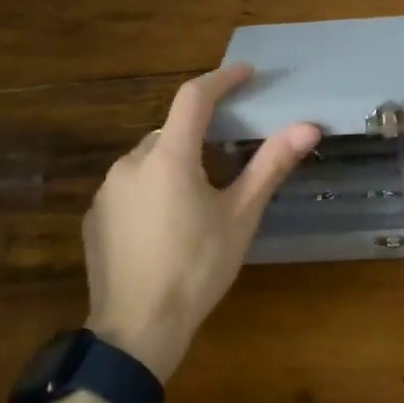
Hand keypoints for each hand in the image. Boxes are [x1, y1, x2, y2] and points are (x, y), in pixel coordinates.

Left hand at [83, 64, 319, 381]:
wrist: (137, 329)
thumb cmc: (197, 269)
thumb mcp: (240, 217)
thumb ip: (271, 165)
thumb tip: (309, 126)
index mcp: (168, 157)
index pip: (194, 98)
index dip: (222, 79)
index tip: (247, 73)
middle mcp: (130, 162)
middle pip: (171, 132)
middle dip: (200, 134)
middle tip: (229, 154)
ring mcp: (106, 190)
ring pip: (148, 160)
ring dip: (174, 164)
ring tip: (199, 199)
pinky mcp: (94, 216)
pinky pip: (129, 187)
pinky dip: (151, 189)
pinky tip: (165, 224)